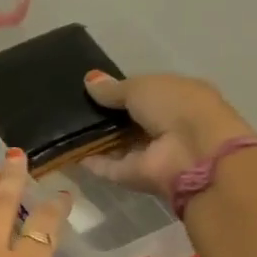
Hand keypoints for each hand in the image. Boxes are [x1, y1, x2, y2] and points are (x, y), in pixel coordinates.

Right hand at [80, 72, 254, 197]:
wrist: (195, 155)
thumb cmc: (177, 107)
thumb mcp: (142, 86)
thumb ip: (114, 88)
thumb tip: (89, 80)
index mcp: (178, 98)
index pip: (145, 93)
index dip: (120, 90)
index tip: (90, 88)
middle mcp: (166, 126)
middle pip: (129, 120)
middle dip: (104, 114)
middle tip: (70, 106)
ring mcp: (151, 153)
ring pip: (117, 144)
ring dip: (94, 137)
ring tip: (62, 126)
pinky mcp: (135, 175)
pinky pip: (107, 166)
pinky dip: (90, 161)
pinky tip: (66, 150)